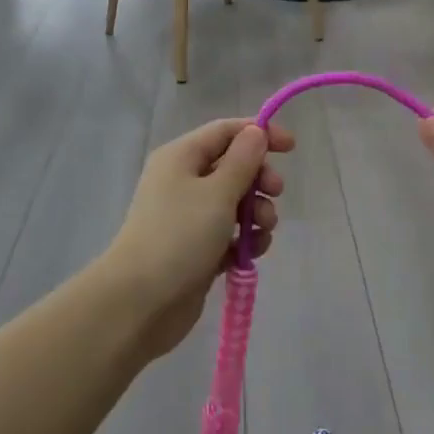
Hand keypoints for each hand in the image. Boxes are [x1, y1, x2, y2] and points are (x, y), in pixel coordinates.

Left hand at [101, 118, 294, 355]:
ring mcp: (188, 217)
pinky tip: (251, 252)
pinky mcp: (196, 248)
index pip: (225, 131)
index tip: (291, 147)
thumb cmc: (180, 236)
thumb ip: (243, 160)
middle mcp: (183, 181)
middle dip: (259, 178)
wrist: (141, 302)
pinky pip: (229, 233)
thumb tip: (255, 131)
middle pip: (233, 166)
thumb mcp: (218, 192)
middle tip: (276, 193)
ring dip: (257, 212)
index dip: (259, 133)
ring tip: (262, 230)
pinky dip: (244, 239)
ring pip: (235, 202)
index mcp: (181, 157)